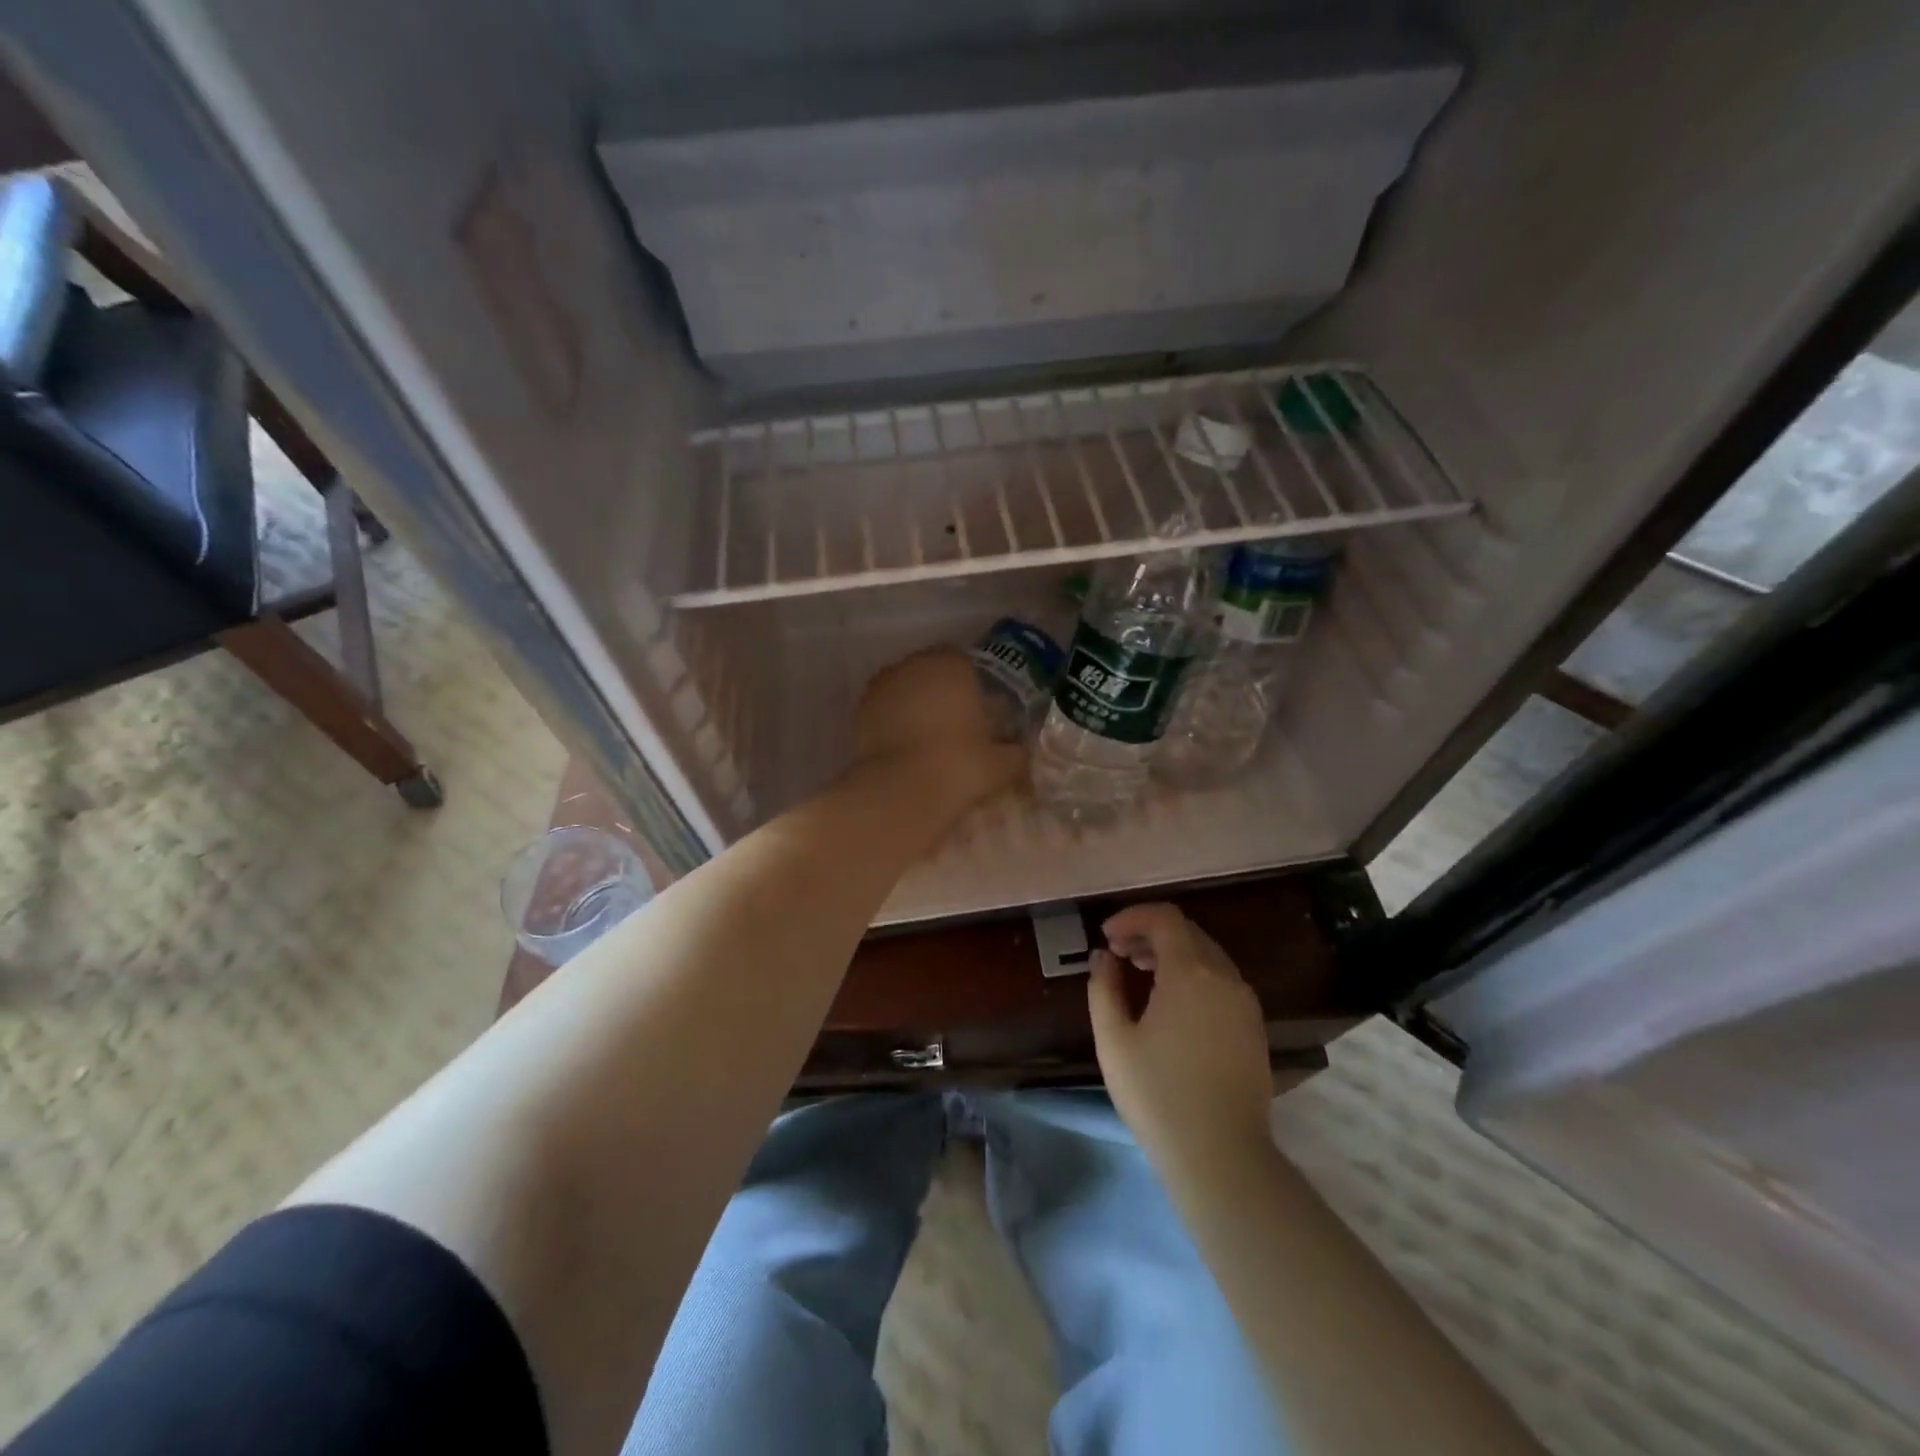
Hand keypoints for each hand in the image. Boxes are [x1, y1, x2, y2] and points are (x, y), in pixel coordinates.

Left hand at [853, 647, 1025, 815]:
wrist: (902, 791)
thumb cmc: (959, 766)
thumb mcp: (1000, 764)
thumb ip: (1015, 752)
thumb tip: (1022, 752)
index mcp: (953, 665)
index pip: (964, 660)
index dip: (970, 683)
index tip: (977, 708)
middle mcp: (915, 665)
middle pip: (931, 670)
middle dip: (941, 690)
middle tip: (954, 723)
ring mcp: (883, 685)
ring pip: (905, 686)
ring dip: (915, 702)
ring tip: (927, 736)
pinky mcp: (861, 709)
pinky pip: (884, 707)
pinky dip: (893, 719)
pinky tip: (904, 745)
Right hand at [1087, 903, 1273, 1173]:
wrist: (1222, 1156)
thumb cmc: (1158, 1095)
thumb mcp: (1114, 1040)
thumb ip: (1104, 987)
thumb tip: (1104, 956)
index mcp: (1191, 972)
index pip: (1164, 918)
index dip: (1132, 917)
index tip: (1106, 936)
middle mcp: (1224, 976)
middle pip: (1187, 932)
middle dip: (1149, 933)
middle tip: (1118, 953)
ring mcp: (1245, 1001)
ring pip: (1207, 955)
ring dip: (1172, 953)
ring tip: (1140, 973)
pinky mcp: (1254, 1026)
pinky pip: (1221, 980)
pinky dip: (1193, 974)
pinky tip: (1171, 1002)